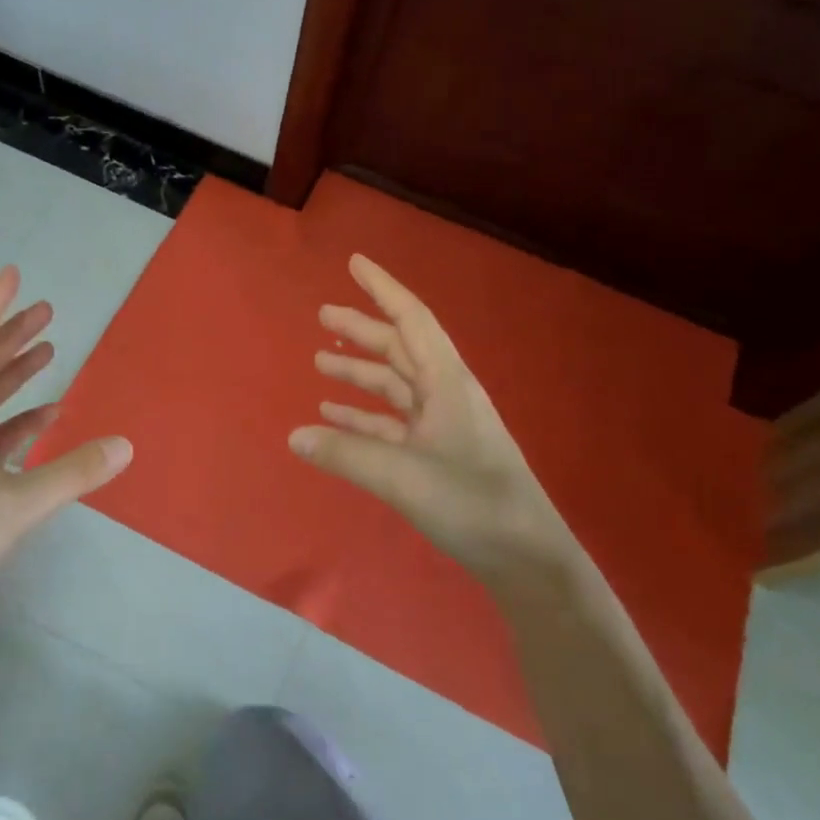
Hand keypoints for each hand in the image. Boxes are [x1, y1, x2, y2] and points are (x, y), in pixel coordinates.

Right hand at [289, 254, 581, 581]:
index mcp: (446, 383)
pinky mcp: (437, 454)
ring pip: (394, 385)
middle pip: (399, 348)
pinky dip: (363, 415)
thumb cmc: (472, 503)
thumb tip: (294, 436)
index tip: (354, 263)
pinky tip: (334, 416)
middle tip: (322, 314)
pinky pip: (391, 422)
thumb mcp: (402, 475)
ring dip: (359, 371)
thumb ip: (345, 453)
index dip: (382, 288)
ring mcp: (442, 425)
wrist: (525, 557)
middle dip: (362, 329)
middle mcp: (445, 394)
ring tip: (320, 361)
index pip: (411, 319)